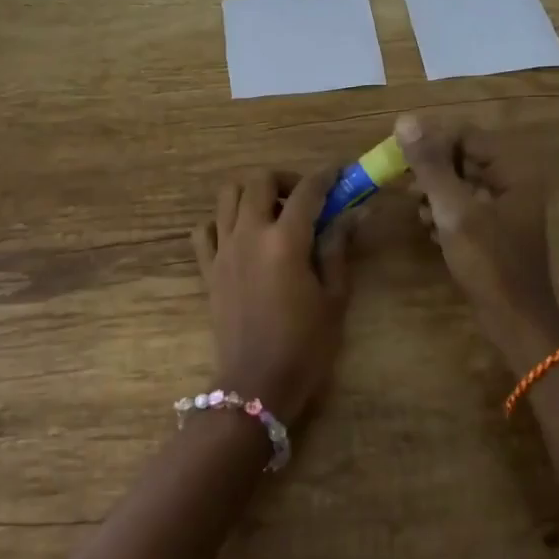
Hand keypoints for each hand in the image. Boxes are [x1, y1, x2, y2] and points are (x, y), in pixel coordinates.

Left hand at [192, 169, 352, 426]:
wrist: (257, 385)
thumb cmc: (306, 345)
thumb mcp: (334, 297)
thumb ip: (338, 249)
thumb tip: (353, 214)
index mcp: (285, 241)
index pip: (307, 190)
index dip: (327, 176)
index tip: (341, 174)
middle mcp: (248, 235)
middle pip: (258, 181)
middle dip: (284, 180)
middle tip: (304, 199)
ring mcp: (223, 250)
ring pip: (227, 196)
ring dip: (251, 194)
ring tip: (272, 214)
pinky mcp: (207, 269)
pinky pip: (205, 230)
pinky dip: (221, 222)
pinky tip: (241, 237)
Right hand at [395, 113, 558, 371]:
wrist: (514, 319)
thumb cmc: (489, 262)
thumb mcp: (454, 210)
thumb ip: (430, 165)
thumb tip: (406, 121)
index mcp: (513, 170)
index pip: (466, 136)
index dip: (432, 144)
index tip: (401, 162)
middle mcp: (513, 182)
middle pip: (463, 159)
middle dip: (432, 172)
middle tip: (406, 189)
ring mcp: (505, 208)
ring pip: (460, 185)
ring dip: (435, 194)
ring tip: (420, 213)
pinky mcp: (495, 231)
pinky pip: (464, 208)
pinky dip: (445, 214)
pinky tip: (431, 231)